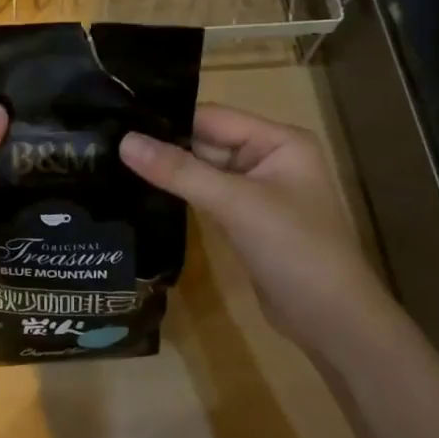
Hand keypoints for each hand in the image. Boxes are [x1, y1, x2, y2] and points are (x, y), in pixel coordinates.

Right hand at [119, 104, 391, 355]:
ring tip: (114, 161)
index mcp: (279, 140)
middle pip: (207, 142)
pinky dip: (181, 194)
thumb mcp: (236, 204)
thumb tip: (124, 141)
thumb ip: (179, 172)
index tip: (118, 118)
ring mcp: (257, 191)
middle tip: (107, 141)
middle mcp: (269, 158)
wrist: (331, 320)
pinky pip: (207, 196)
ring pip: (204, 171)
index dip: (169, 119)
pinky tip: (142, 191)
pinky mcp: (246, 220)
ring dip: (169, 170)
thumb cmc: (294, 249)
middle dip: (164, 145)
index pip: (213, 117)